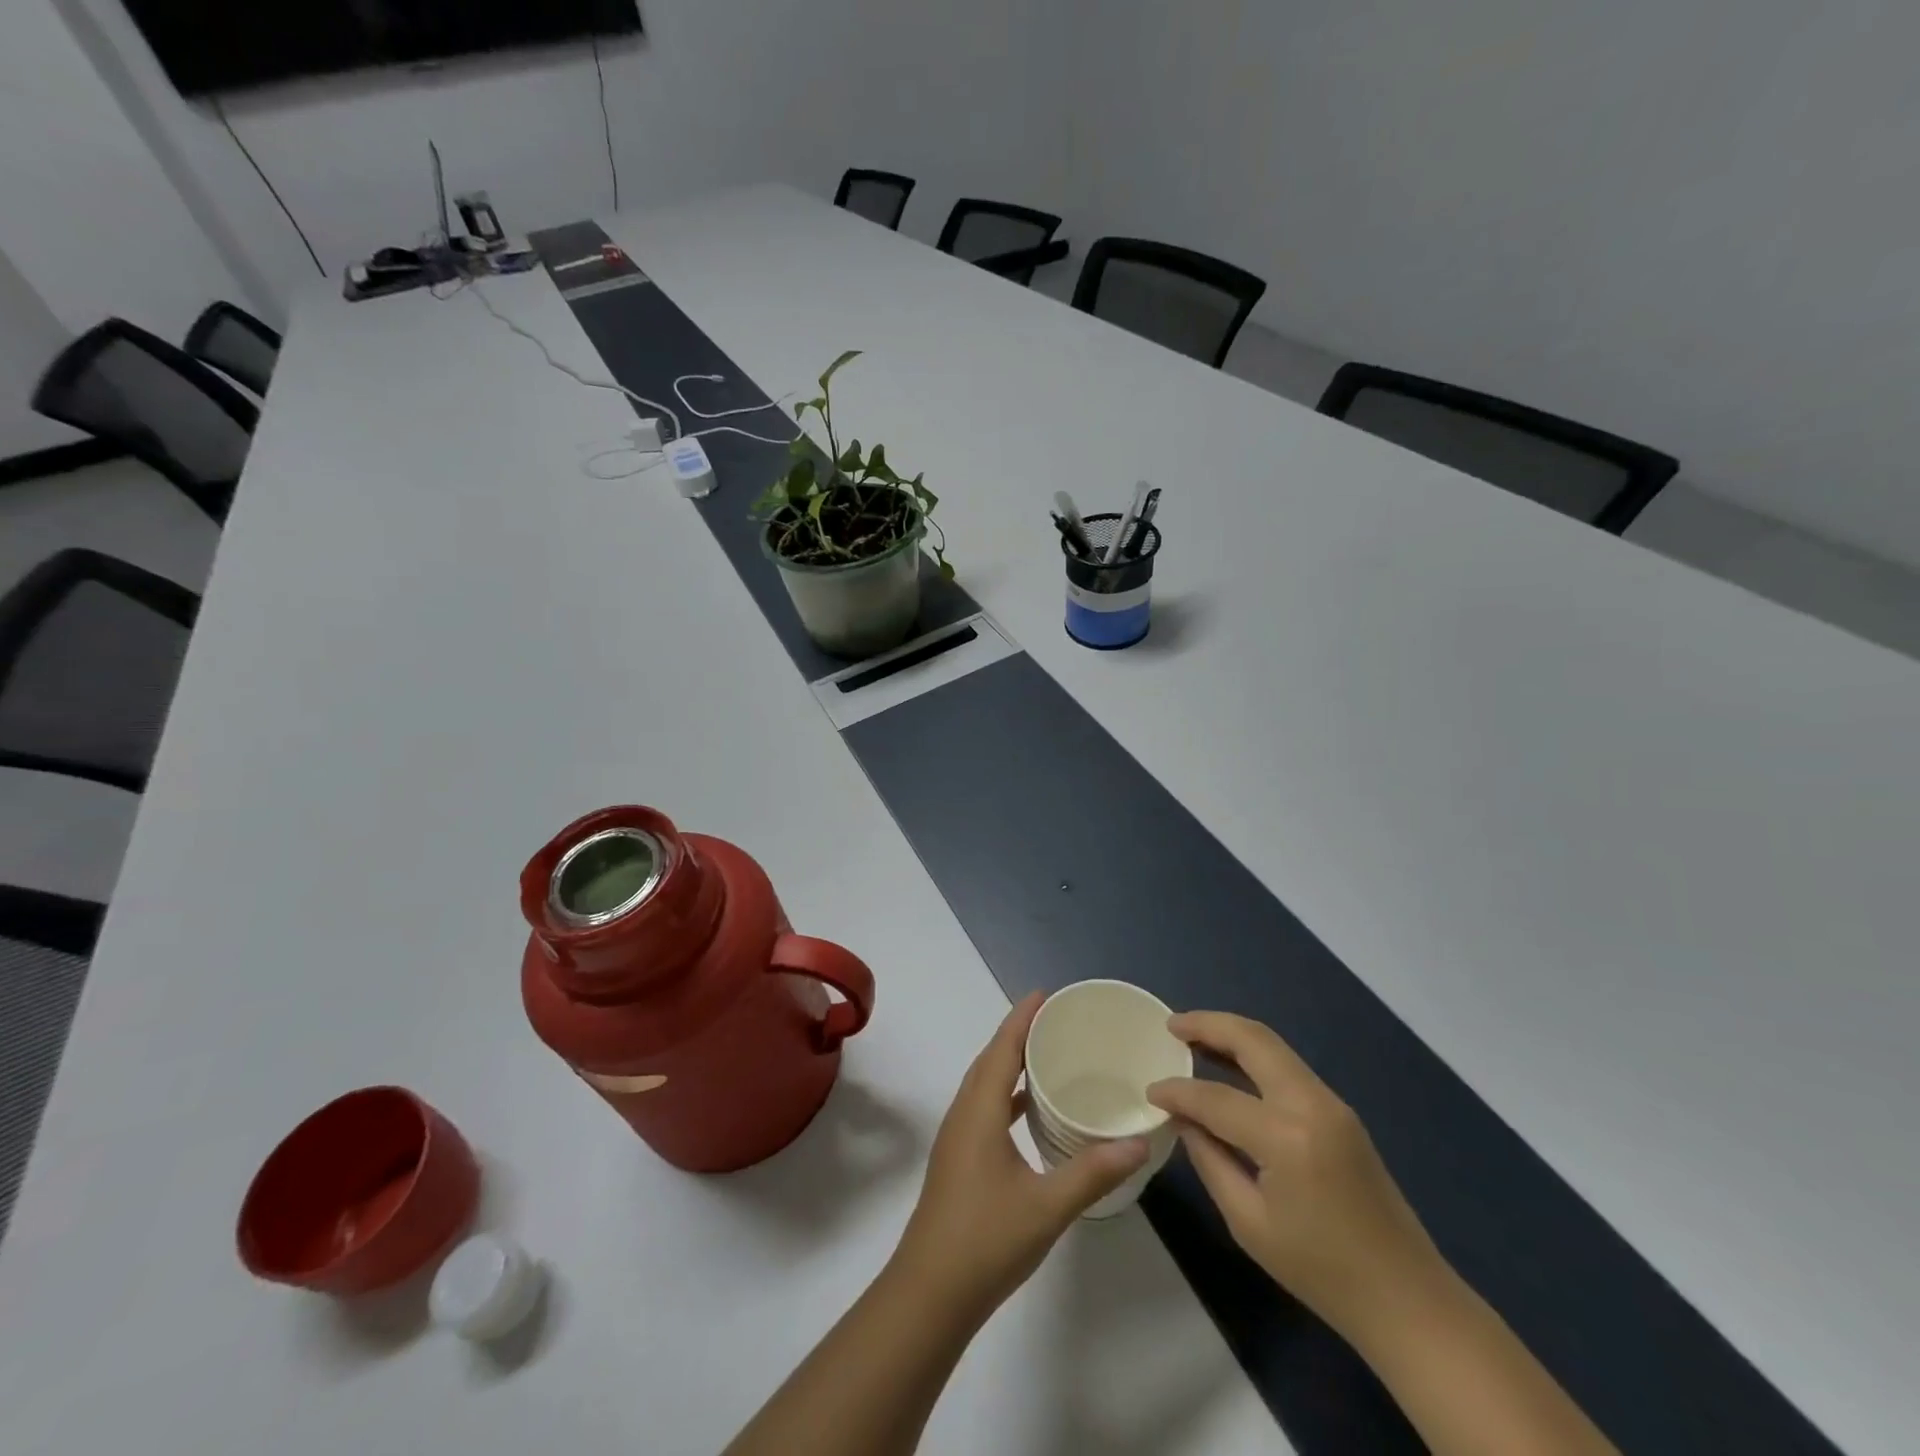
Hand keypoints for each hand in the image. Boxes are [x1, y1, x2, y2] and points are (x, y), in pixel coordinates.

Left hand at [891, 993, 1148, 1322]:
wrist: (930, 1293)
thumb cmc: (985, 1240)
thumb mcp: (1047, 1206)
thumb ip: (1092, 1171)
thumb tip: (1139, 1141)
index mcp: (979, 1110)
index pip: (1000, 1048)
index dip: (1021, 1018)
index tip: (1045, 994)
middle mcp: (964, 1113)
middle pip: (990, 1059)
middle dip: (1019, 1033)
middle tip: (1057, 1020)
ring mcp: (958, 1137)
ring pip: (985, 1084)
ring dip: (1010, 1062)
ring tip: (1047, 1054)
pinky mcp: (960, 1158)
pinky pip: (985, 1106)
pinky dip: (1007, 1094)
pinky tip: (1029, 1109)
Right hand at [1148, 1011, 1443, 1340]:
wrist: (1408, 1299)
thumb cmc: (1322, 1271)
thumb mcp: (1248, 1223)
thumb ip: (1209, 1159)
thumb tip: (1184, 1119)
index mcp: (1287, 1137)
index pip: (1215, 1097)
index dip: (1178, 1092)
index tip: (1149, 1092)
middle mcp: (1311, 1104)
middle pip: (1253, 1040)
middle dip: (1207, 1024)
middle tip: (1170, 1024)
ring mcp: (1332, 1103)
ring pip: (1273, 1045)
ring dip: (1231, 1034)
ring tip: (1192, 1034)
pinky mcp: (1340, 1112)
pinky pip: (1287, 1066)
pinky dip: (1253, 1055)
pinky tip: (1229, 1065)